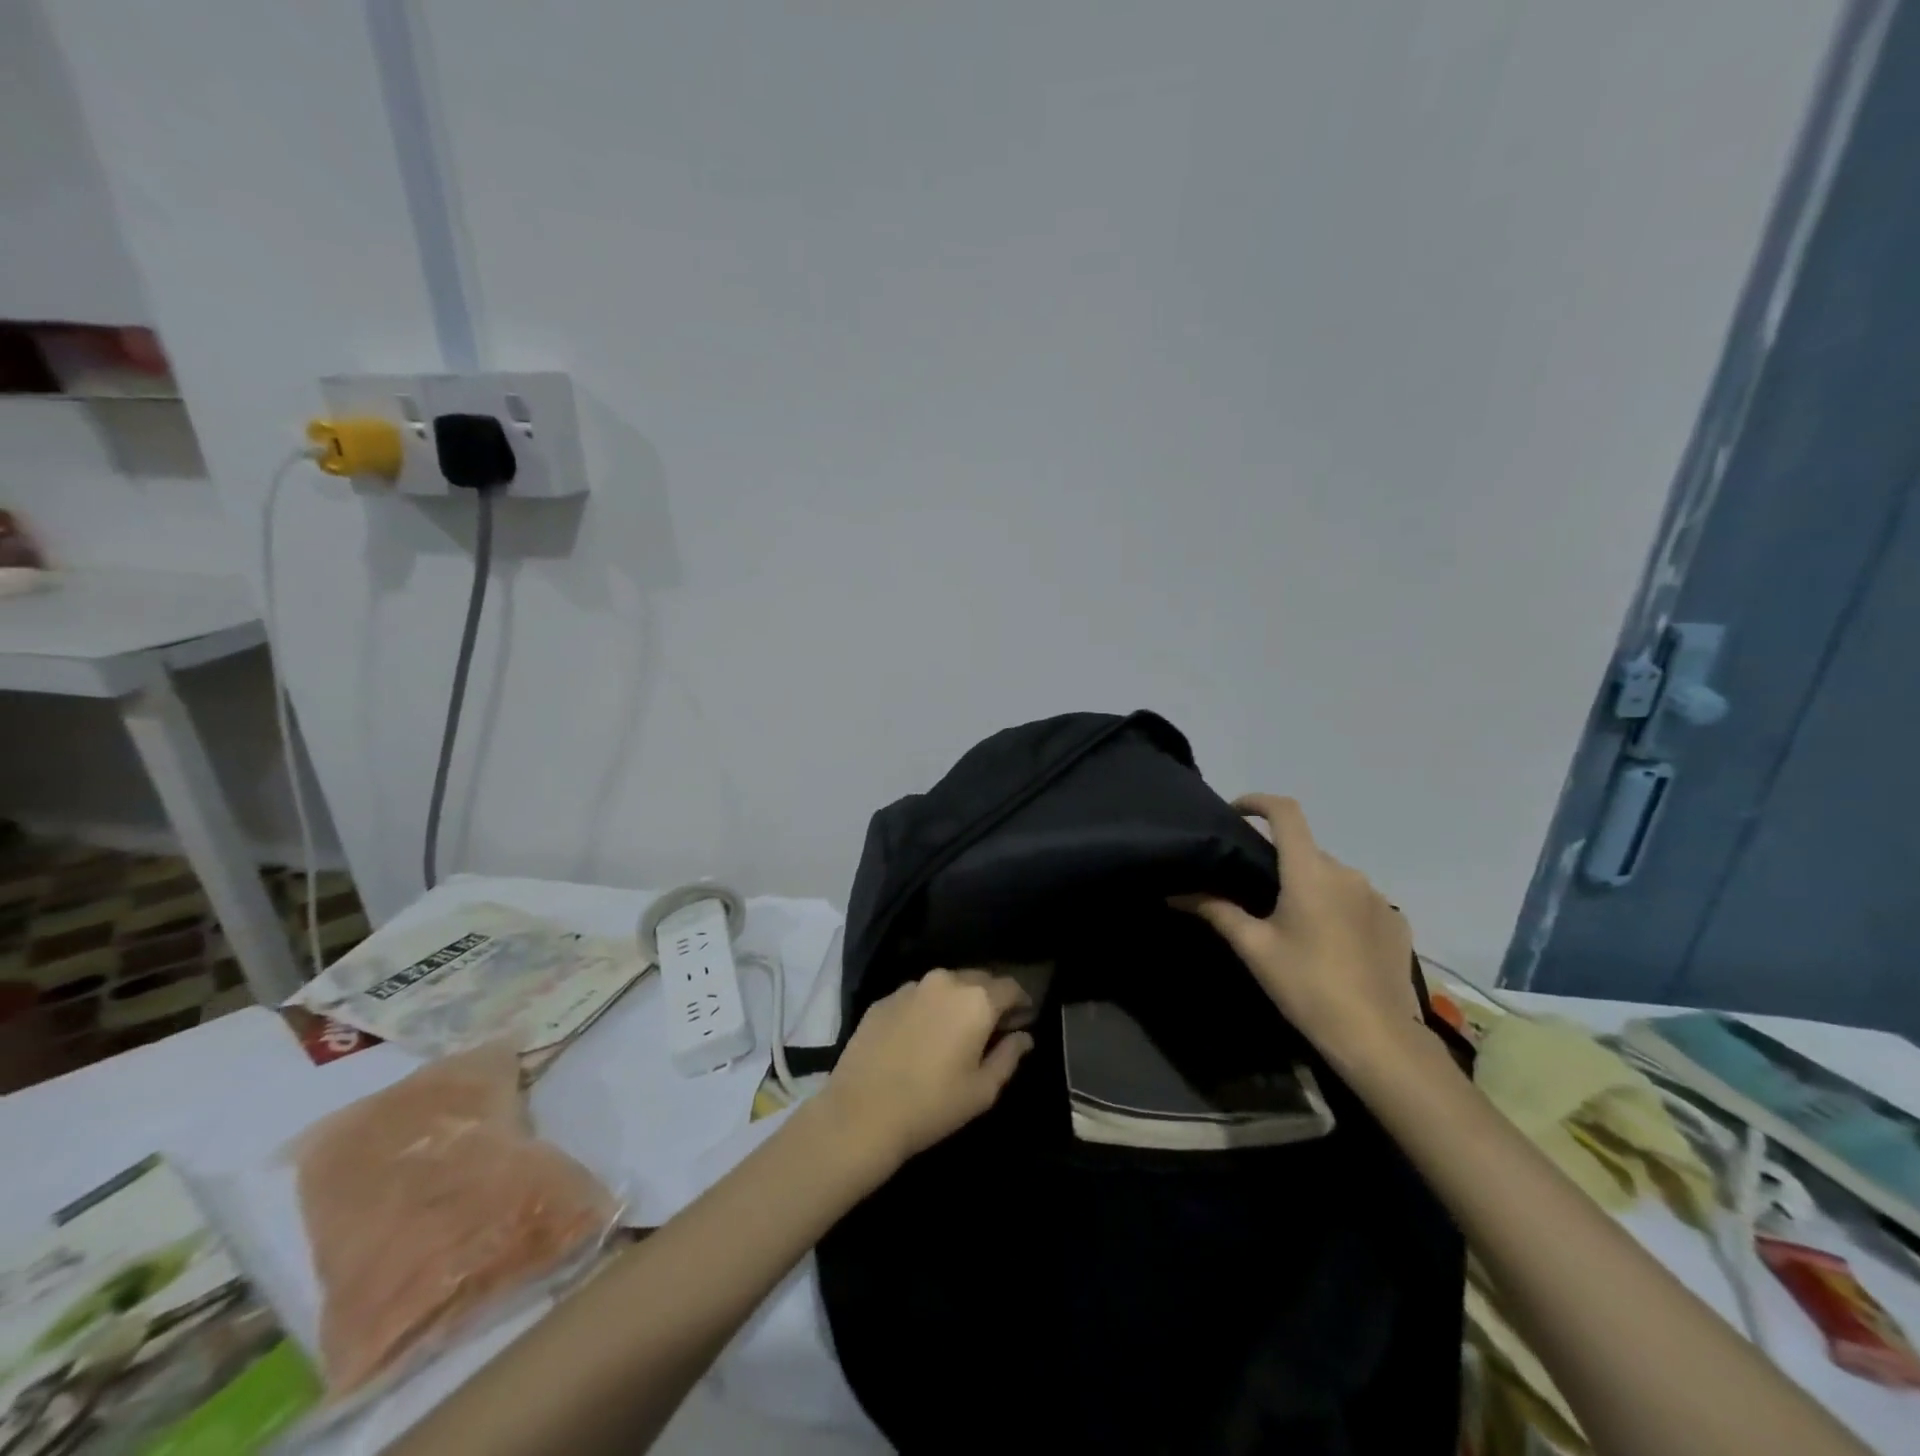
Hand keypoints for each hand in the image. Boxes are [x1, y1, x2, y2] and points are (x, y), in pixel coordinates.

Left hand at [817, 969, 1034, 1167]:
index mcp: (976, 1000)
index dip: (1022, 1001)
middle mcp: (945, 981)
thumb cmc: (933, 1105)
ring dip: (958, 1000)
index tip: (1024, 1019)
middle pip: (979, 979)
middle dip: (991, 997)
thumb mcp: (983, 1090)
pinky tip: (922, 1035)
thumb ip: (1009, 1056)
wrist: (861, 1113)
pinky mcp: (884, 999)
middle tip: (993, 1025)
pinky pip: (917, 996)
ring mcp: (911, 987)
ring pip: (946, 985)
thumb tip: (1024, 1036)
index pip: (1011, 986)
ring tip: (956, 1029)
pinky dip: (928, 1007)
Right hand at [1176, 794, 1423, 1063]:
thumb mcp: (1254, 947)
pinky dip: (1338, 908)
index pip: (1285, 813)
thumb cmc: (1306, 985)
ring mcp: (1377, 897)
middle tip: (1255, 891)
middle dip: (1281, 861)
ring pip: (1332, 877)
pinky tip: (1329, 943)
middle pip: (1306, 850)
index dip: (1258, 801)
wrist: (1377, 1038)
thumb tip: (1176, 893)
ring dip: (1310, 886)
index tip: (1236, 811)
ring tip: (1293, 923)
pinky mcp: (1396, 922)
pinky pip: (1358, 900)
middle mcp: (1347, 873)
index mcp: (1310, 871)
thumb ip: (1216, 910)